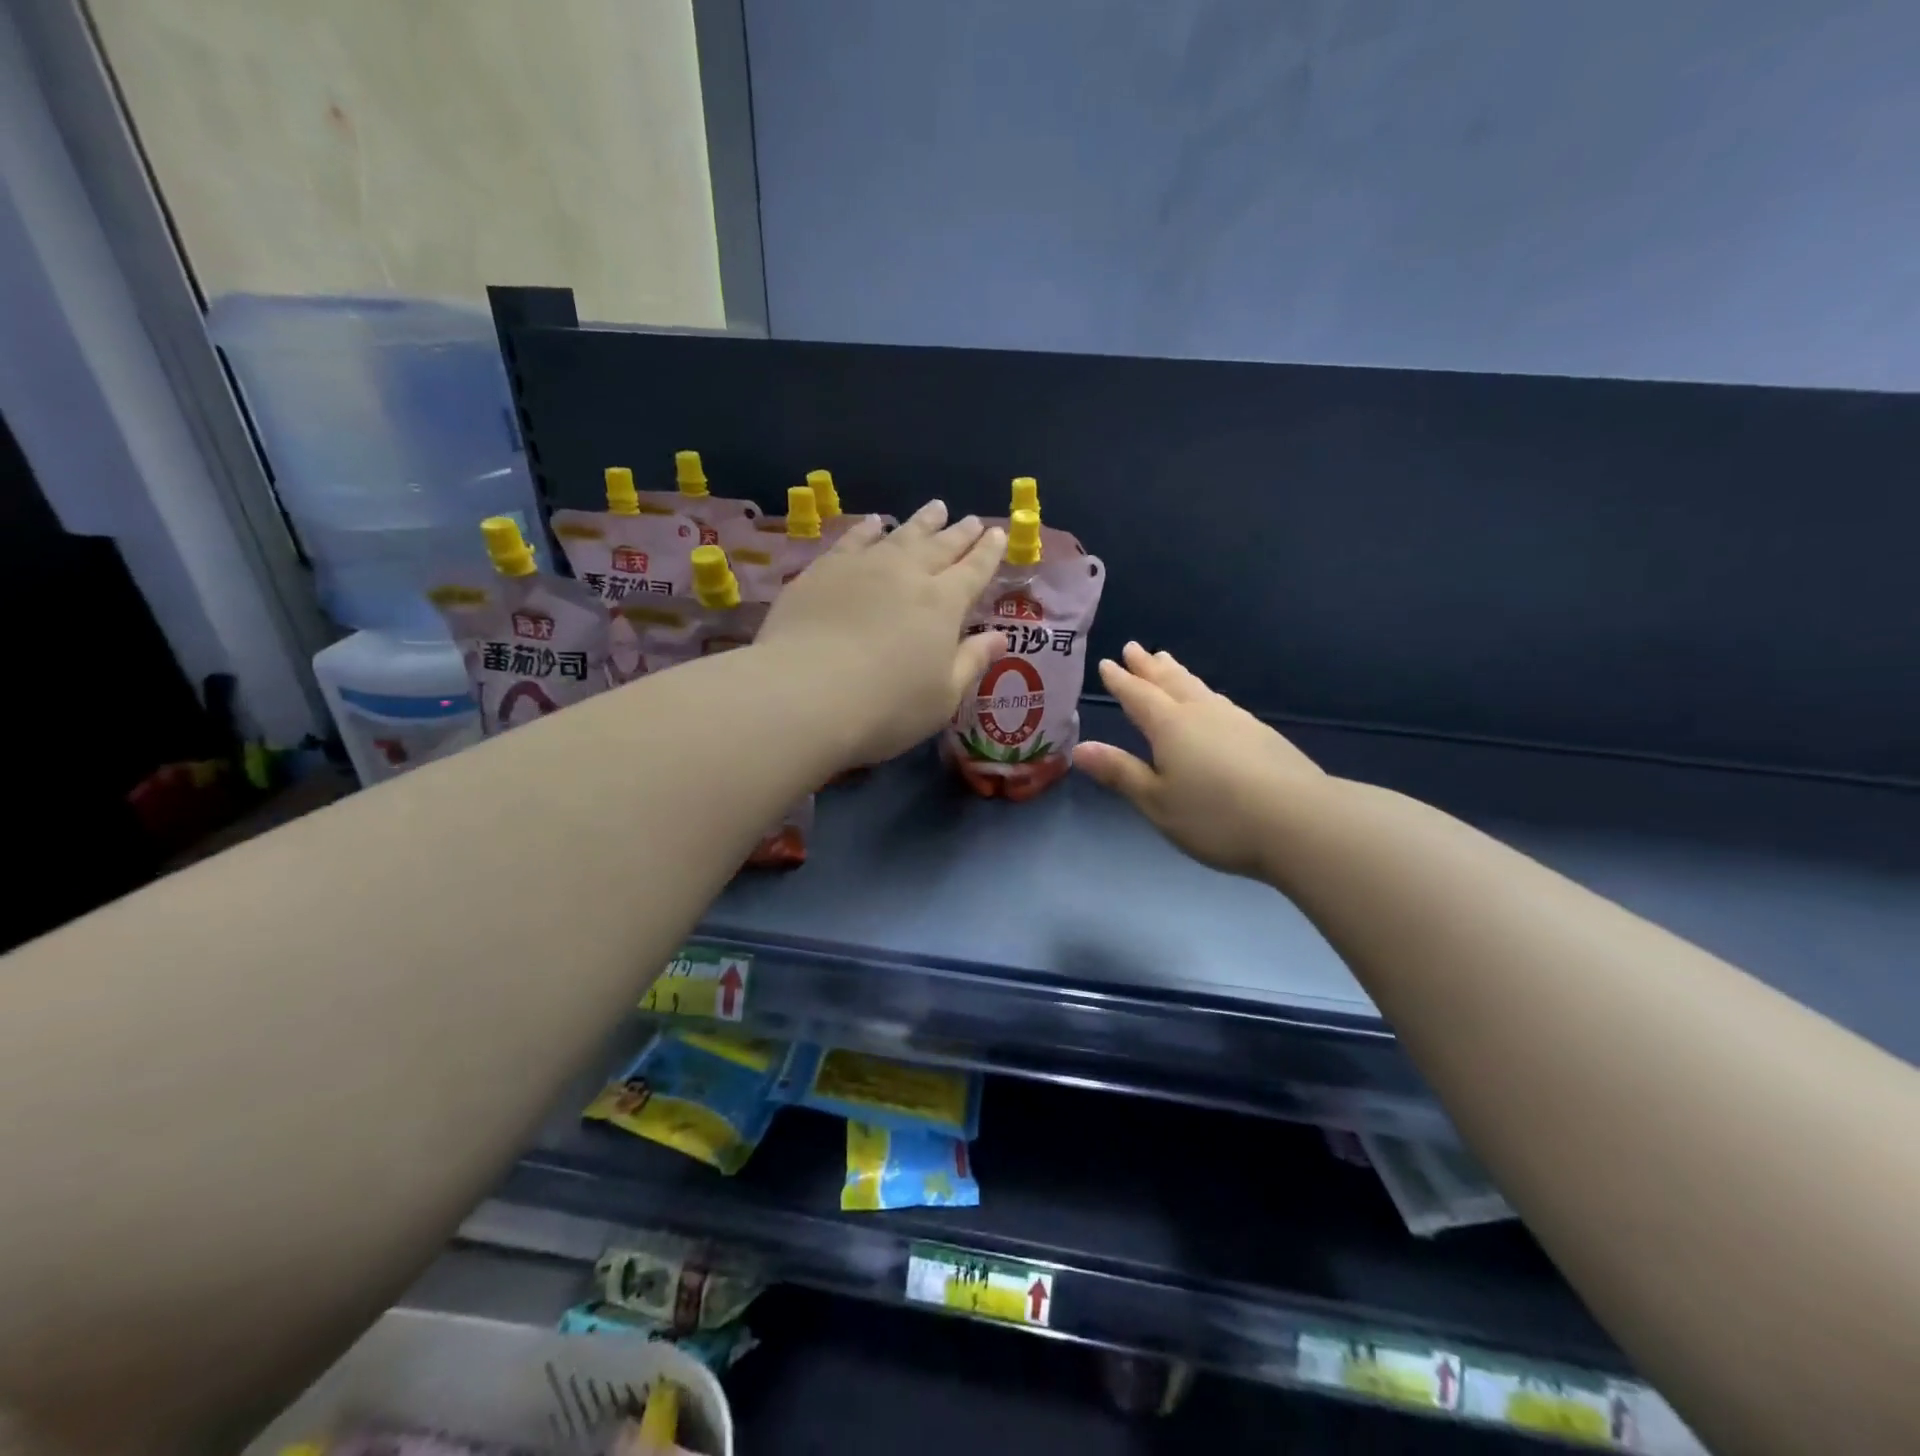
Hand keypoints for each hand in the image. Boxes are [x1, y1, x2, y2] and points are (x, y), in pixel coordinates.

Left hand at [756, 501, 1005, 766]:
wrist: (806, 693)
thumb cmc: (886, 706)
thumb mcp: (943, 697)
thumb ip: (972, 662)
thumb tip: (1000, 638)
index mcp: (943, 604)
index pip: (973, 571)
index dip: (988, 553)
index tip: (998, 535)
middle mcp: (907, 575)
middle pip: (940, 547)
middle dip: (959, 534)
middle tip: (970, 520)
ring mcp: (863, 567)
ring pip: (900, 535)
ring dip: (922, 522)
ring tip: (935, 508)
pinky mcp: (823, 571)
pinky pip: (853, 540)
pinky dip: (868, 529)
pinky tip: (874, 523)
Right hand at [1073, 642, 1327, 878]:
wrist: (1300, 822)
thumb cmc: (1216, 816)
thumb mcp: (1157, 801)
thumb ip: (1120, 772)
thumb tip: (1080, 747)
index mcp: (1170, 726)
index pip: (1138, 696)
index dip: (1121, 681)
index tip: (1108, 663)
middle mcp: (1202, 713)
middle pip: (1170, 682)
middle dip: (1149, 667)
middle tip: (1135, 648)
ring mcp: (1236, 721)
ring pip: (1199, 688)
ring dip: (1178, 675)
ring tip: (1168, 663)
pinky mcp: (1262, 735)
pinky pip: (1220, 702)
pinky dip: (1204, 694)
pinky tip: (1211, 702)